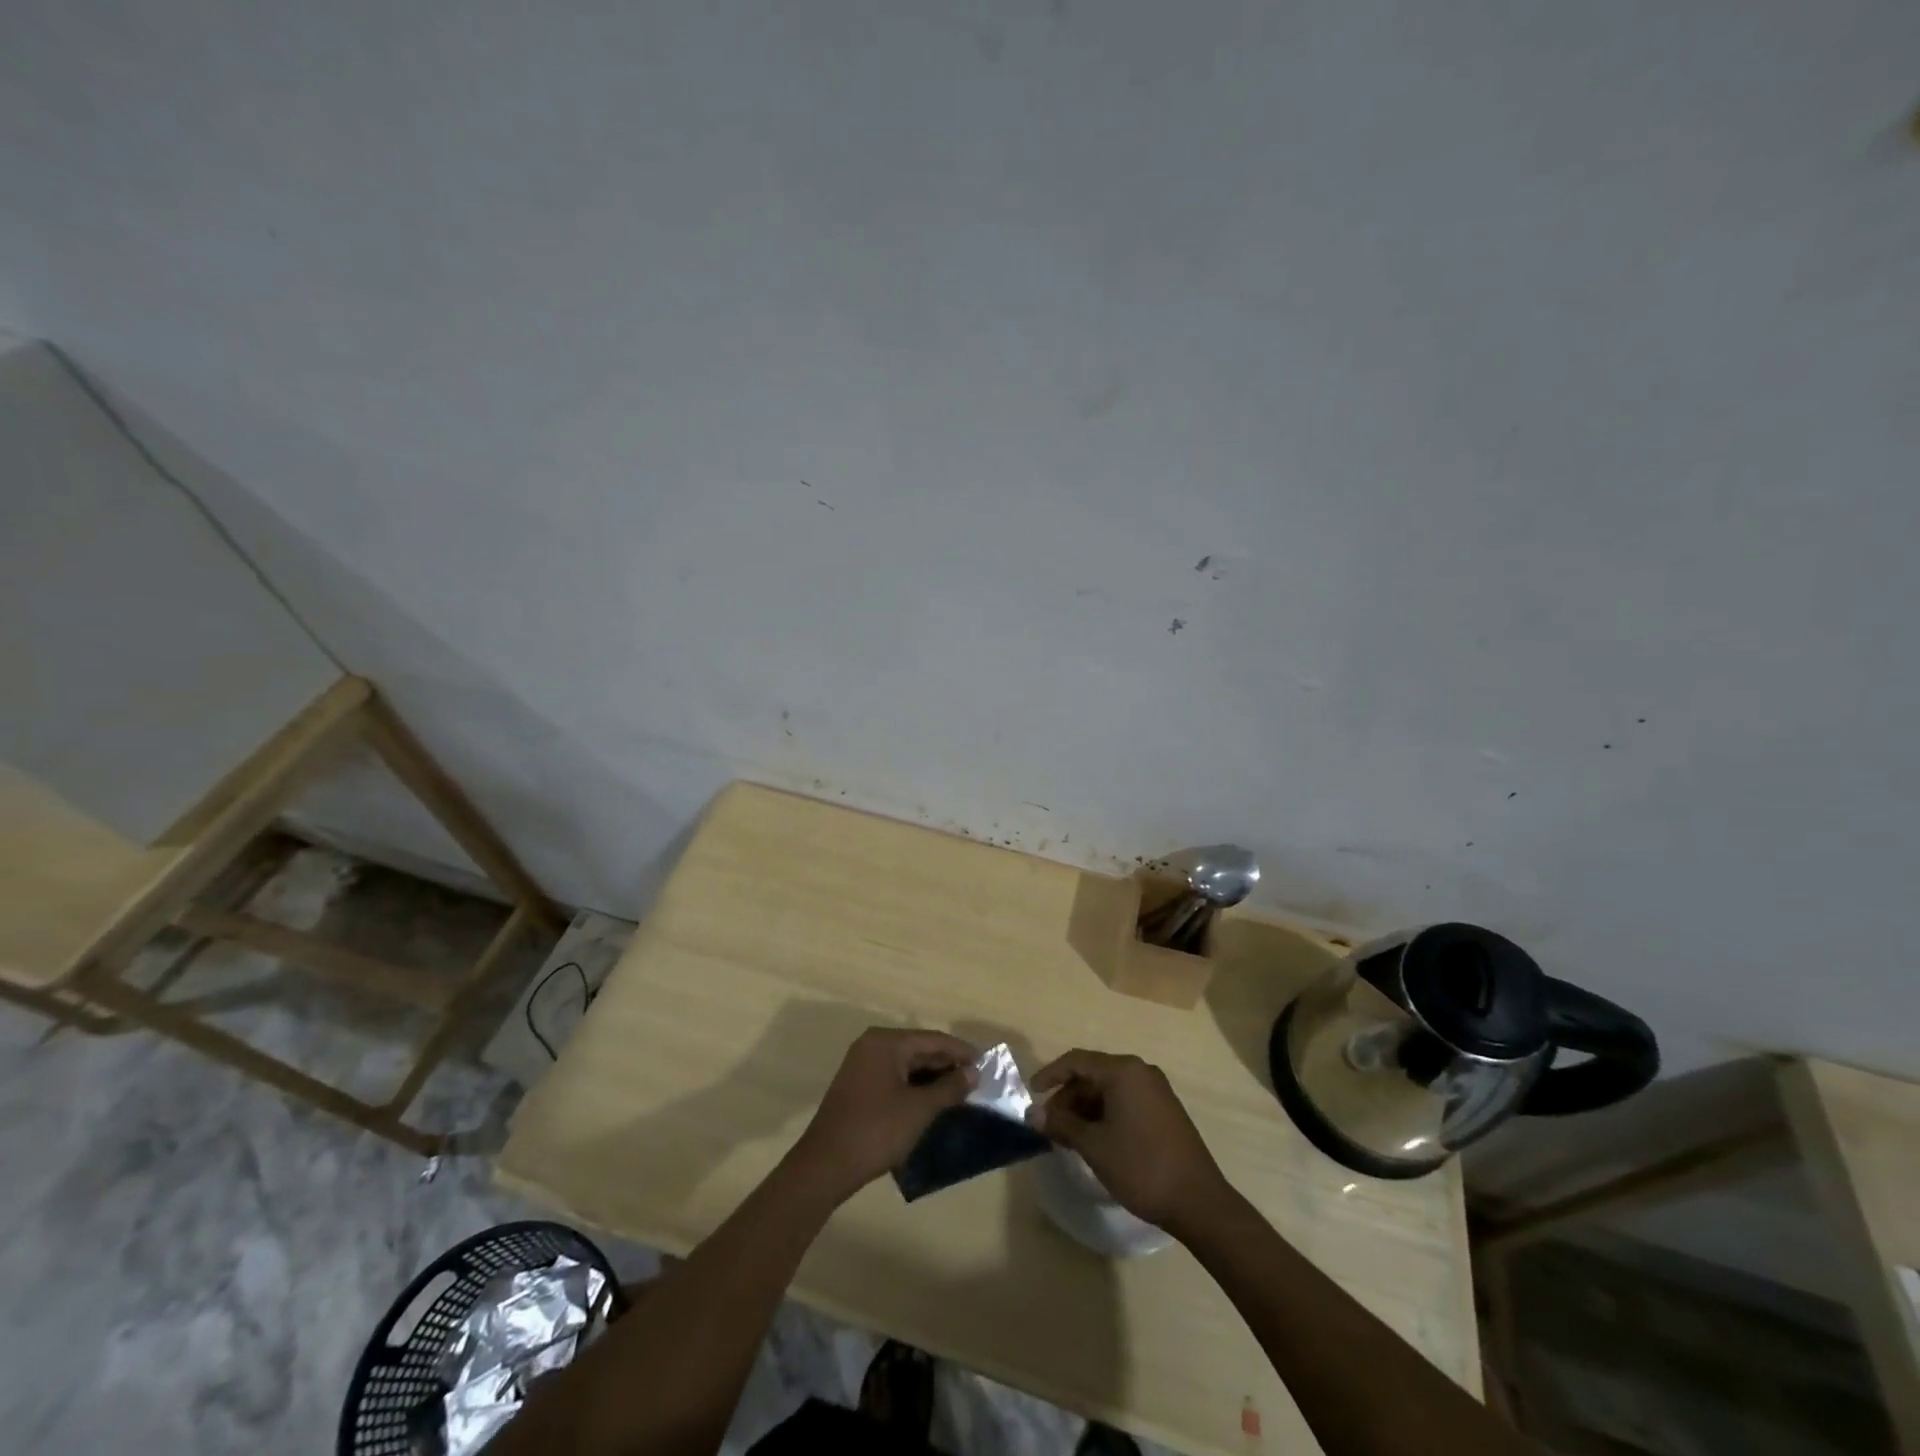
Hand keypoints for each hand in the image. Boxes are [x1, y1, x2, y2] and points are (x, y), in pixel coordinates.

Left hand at [790, 1027, 978, 1202]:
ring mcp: (862, 1065)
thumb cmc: (876, 1131)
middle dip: (947, 1064)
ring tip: (960, 1092)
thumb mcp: (919, 1109)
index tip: (986, 1064)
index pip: (932, 1039)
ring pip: (907, 1064)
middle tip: (976, 1080)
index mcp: (886, 1042)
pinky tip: (933, 1101)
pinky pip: (895, 1076)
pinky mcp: (858, 1085)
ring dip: (932, 1077)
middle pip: (919, 1048)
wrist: (825, 1166)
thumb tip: (973, 1073)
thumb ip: (949, 1088)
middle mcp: (872, 1045)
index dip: (961, 1051)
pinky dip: (915, 1086)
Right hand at [1028, 1049, 1229, 1235]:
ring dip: (1085, 1108)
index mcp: (1123, 1071)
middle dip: (1068, 1097)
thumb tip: (1033, 1114)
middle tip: (1050, 1125)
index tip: (1032, 1094)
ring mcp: (1156, 1090)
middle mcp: (1140, 1071)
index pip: (1076, 1061)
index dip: (1050, 1075)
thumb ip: (1061, 1125)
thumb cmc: (1141, 1166)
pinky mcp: (1165, 1110)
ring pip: (1109, 1089)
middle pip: (1093, 1074)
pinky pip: (1125, 1101)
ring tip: (1069, 1136)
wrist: (1198, 1202)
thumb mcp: (1094, 1146)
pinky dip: (1105, 1114)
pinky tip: (1095, 1139)